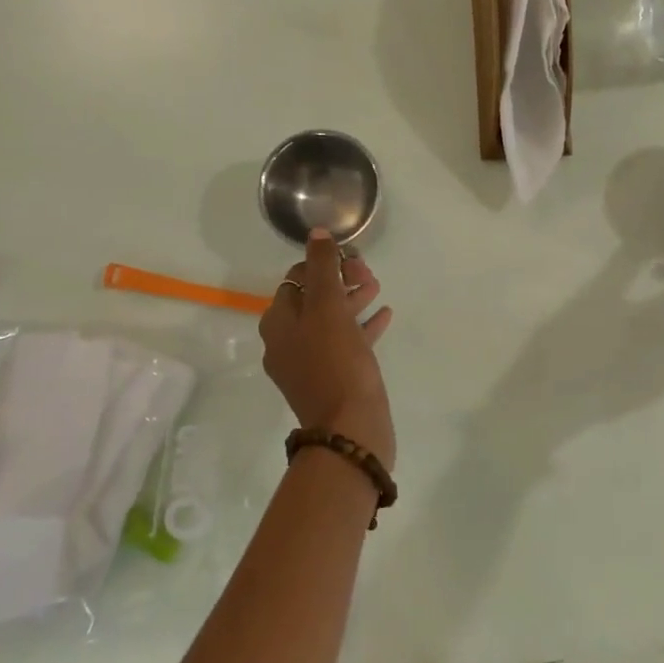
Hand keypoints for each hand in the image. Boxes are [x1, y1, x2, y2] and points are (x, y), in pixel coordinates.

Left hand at [259, 230, 396, 468]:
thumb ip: (322, 268)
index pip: (296, 278)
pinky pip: (346, 343)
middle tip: (368, 273)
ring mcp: (309, 363)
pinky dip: (362, 326)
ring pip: (331, 320)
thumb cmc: (336, 362)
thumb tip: (316, 234)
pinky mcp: (333, 379)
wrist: (350, 429)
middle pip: (313, 298)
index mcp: (279, 323)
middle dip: (340, 280)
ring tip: (378, 288)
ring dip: (352, 299)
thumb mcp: (328, 307)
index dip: (324, 263)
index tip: (352, 259)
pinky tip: (384, 316)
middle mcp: (287, 342)